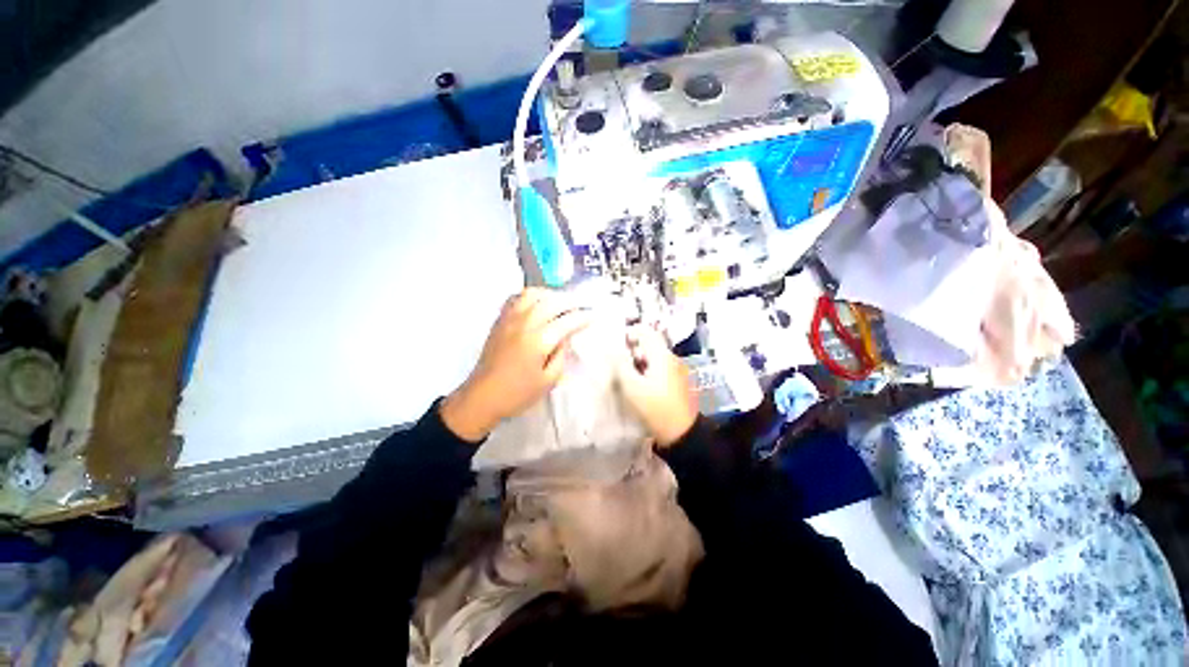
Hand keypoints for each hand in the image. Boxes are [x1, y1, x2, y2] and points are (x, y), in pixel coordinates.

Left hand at [441, 288, 591, 441]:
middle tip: (581, 306)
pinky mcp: (500, 320)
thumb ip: (561, 354)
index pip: (566, 321)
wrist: (482, 397)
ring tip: (560, 302)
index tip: (592, 315)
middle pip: (551, 301)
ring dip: (550, 294)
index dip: (582, 317)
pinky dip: (531, 296)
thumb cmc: (518, 394)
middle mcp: (524, 324)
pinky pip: (516, 298)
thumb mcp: (549, 380)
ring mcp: (509, 319)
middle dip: (570, 301)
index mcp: (539, 341)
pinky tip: (537, 303)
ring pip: (532, 294)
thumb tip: (565, 336)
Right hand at [615, 325, 697, 446]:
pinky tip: (640, 384)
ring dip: (640, 360)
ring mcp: (677, 370)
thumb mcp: (632, 386)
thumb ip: (621, 365)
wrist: (681, 433)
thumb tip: (613, 349)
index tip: (617, 344)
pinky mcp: (678, 381)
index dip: (631, 333)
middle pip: (651, 344)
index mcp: (662, 356)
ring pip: (655, 356)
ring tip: (627, 375)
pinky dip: (648, 369)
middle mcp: (672, 358)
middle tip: (619, 362)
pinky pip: (660, 367)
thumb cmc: (654, 408)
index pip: (646, 332)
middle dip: (633, 349)